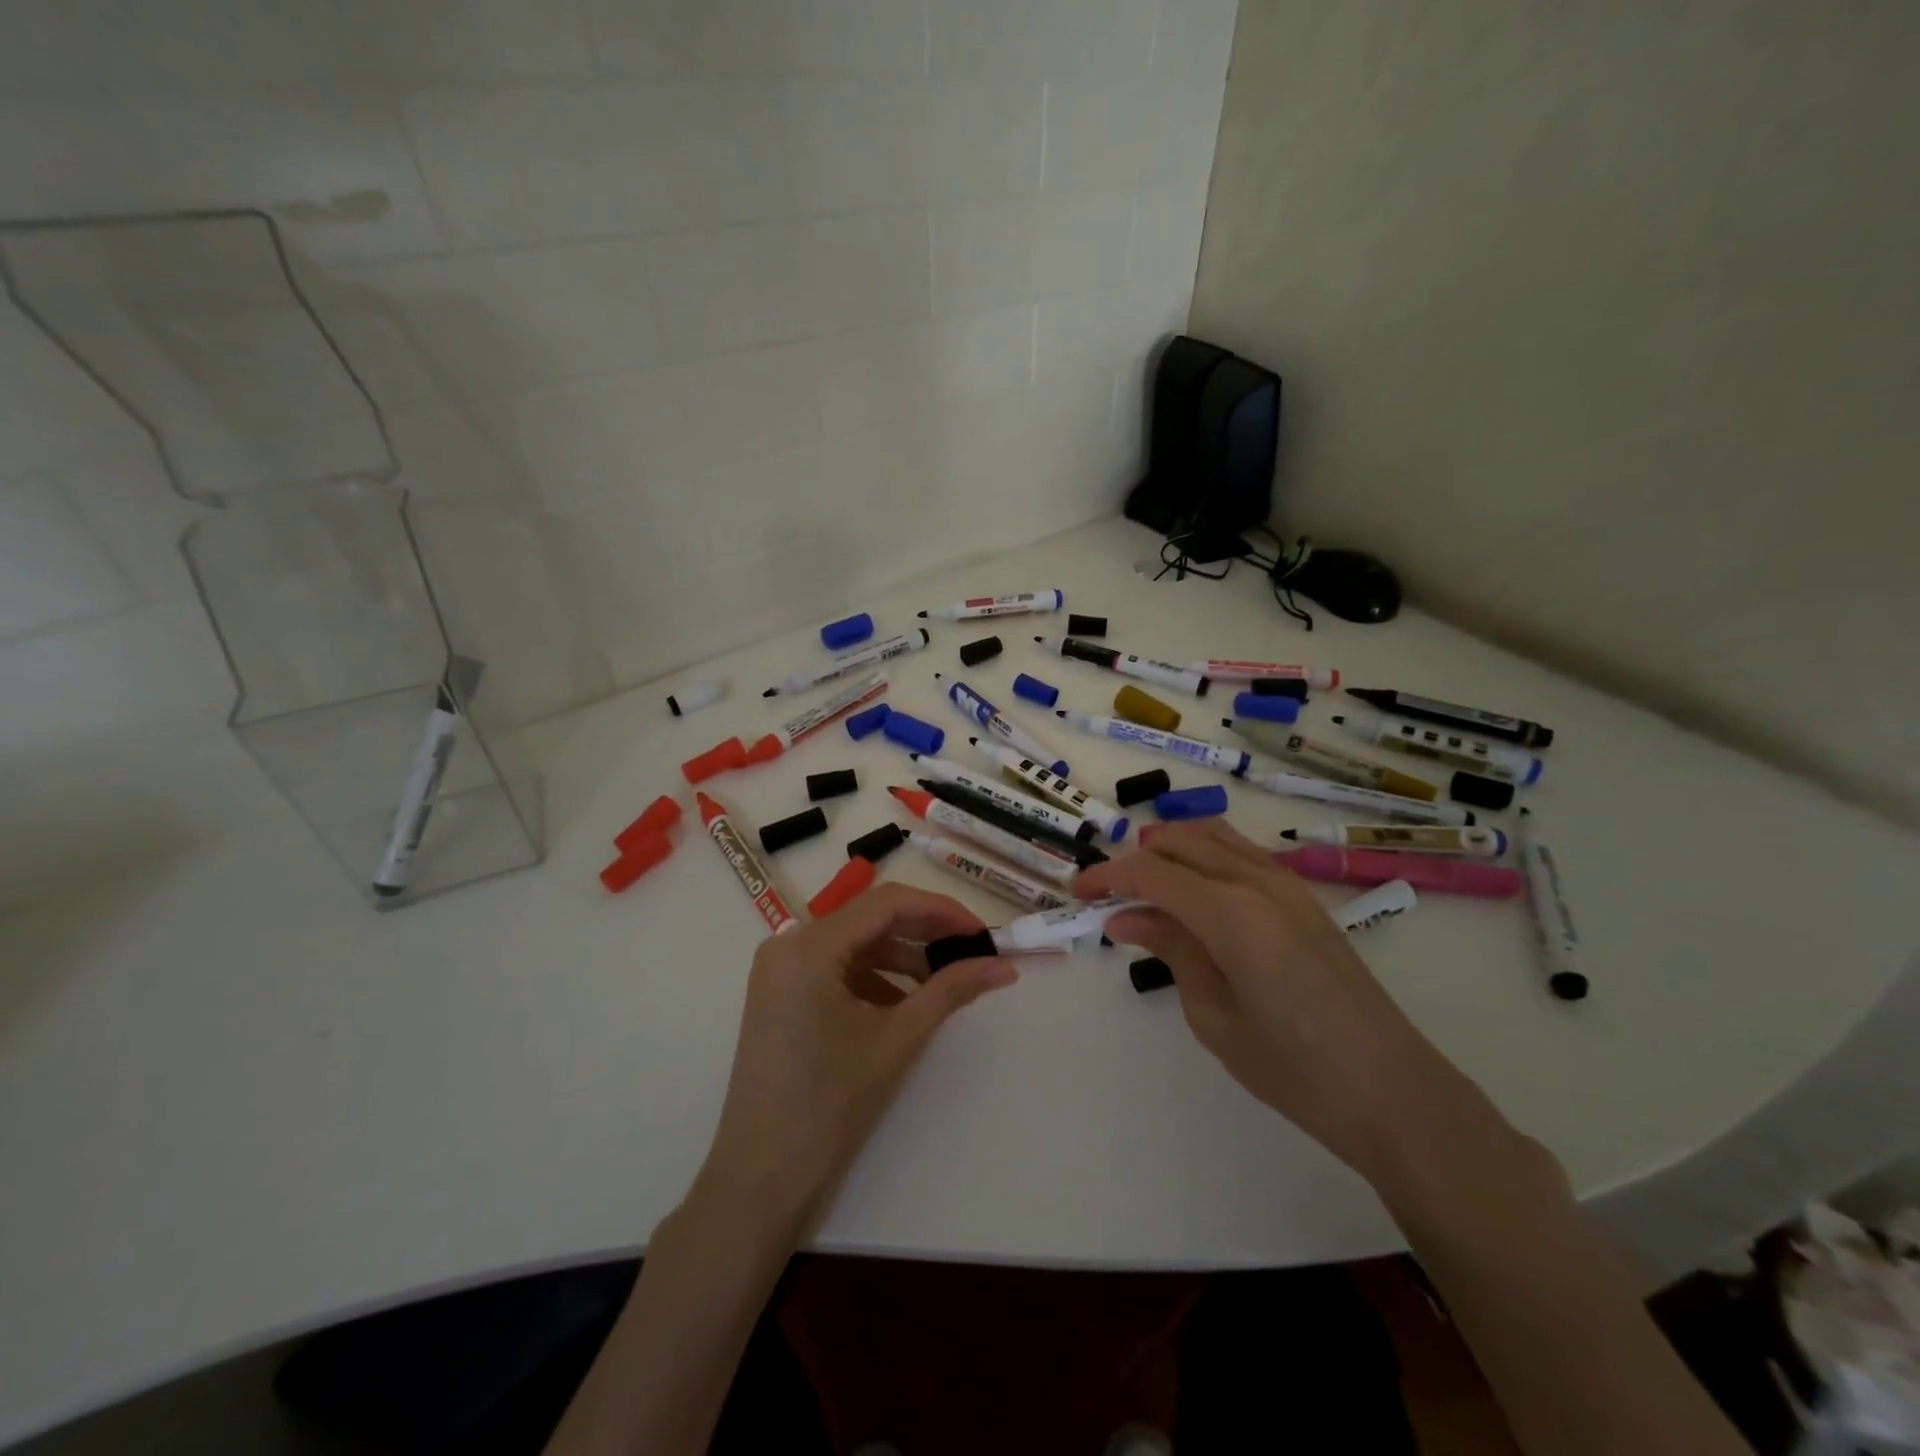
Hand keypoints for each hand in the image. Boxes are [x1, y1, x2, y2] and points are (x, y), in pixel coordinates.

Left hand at [691, 883, 1016, 1237]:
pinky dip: (876, 978)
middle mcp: (788, 944)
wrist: (762, 1178)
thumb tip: (1005, 966)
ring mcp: (780, 969)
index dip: (941, 911)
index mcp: (809, 946)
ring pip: (856, 944)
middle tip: (974, 952)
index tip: (984, 933)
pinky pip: (837, 968)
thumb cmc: (830, 1105)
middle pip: (870, 919)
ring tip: (947, 982)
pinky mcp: (781, 993)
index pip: (887, 902)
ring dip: (903, 957)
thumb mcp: (898, 1040)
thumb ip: (952, 990)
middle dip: (925, 933)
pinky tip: (906, 1004)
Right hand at [1073, 819, 1464, 1183]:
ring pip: (1213, 837)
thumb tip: (1124, 918)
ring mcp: (1286, 885)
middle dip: (1134, 858)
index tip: (1077, 892)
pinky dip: (1204, 856)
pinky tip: (1192, 890)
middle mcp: (1257, 882)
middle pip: (1180, 842)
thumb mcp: (1213, 1015)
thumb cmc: (1294, 1069)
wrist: (1393, 1092)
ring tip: (1142, 883)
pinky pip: (1241, 854)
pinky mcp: (1303, 898)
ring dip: (1171, 848)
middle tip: (1105, 892)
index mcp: (1231, 912)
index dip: (1108, 876)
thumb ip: (1171, 950)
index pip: (1151, 872)